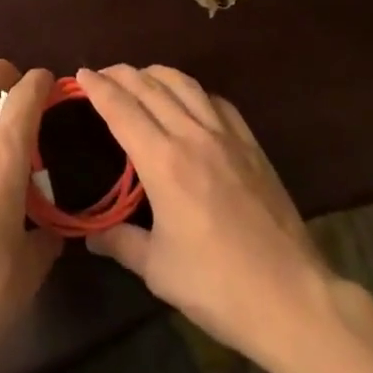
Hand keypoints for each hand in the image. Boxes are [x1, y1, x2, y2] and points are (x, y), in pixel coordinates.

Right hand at [77, 64, 332, 369]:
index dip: (98, 88)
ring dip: (157, 74)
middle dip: (122, 74)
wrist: (291, 298)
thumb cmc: (217, 286)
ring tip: (141, 76)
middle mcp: (193, 137)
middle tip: (102, 73)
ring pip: (186, 86)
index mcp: (163, 162)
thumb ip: (121, 243)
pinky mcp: (253, 148)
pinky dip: (196, 92)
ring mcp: (227, 138)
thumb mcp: (157, 269)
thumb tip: (90, 237)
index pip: (122, 109)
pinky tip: (191, 100)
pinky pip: (219, 103)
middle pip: (151, 88)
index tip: (81, 75)